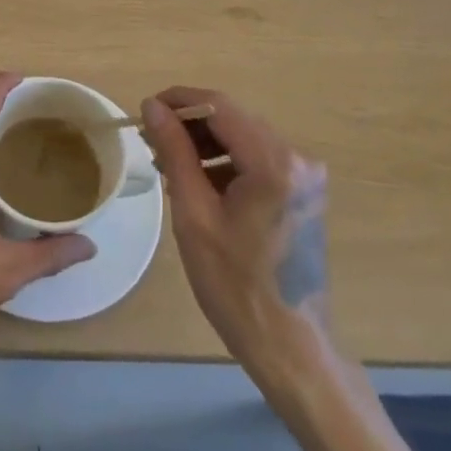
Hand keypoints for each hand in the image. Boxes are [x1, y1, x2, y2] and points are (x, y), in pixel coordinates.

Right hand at [144, 87, 332, 375]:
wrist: (291, 349)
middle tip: (151, 142)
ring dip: (205, 144)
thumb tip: (152, 107)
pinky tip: (199, 183)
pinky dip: (226, 163)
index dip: (178, 101)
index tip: (145, 111)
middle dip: (189, 125)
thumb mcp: (194, 214)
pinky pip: (257, 159)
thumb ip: (174, 151)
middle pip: (233, 119)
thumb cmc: (236, 286)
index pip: (218, 106)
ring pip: (243, 137)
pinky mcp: (303, 191)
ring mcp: (305, 175)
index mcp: (274, 161)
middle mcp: (298, 157)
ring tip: (169, 164)